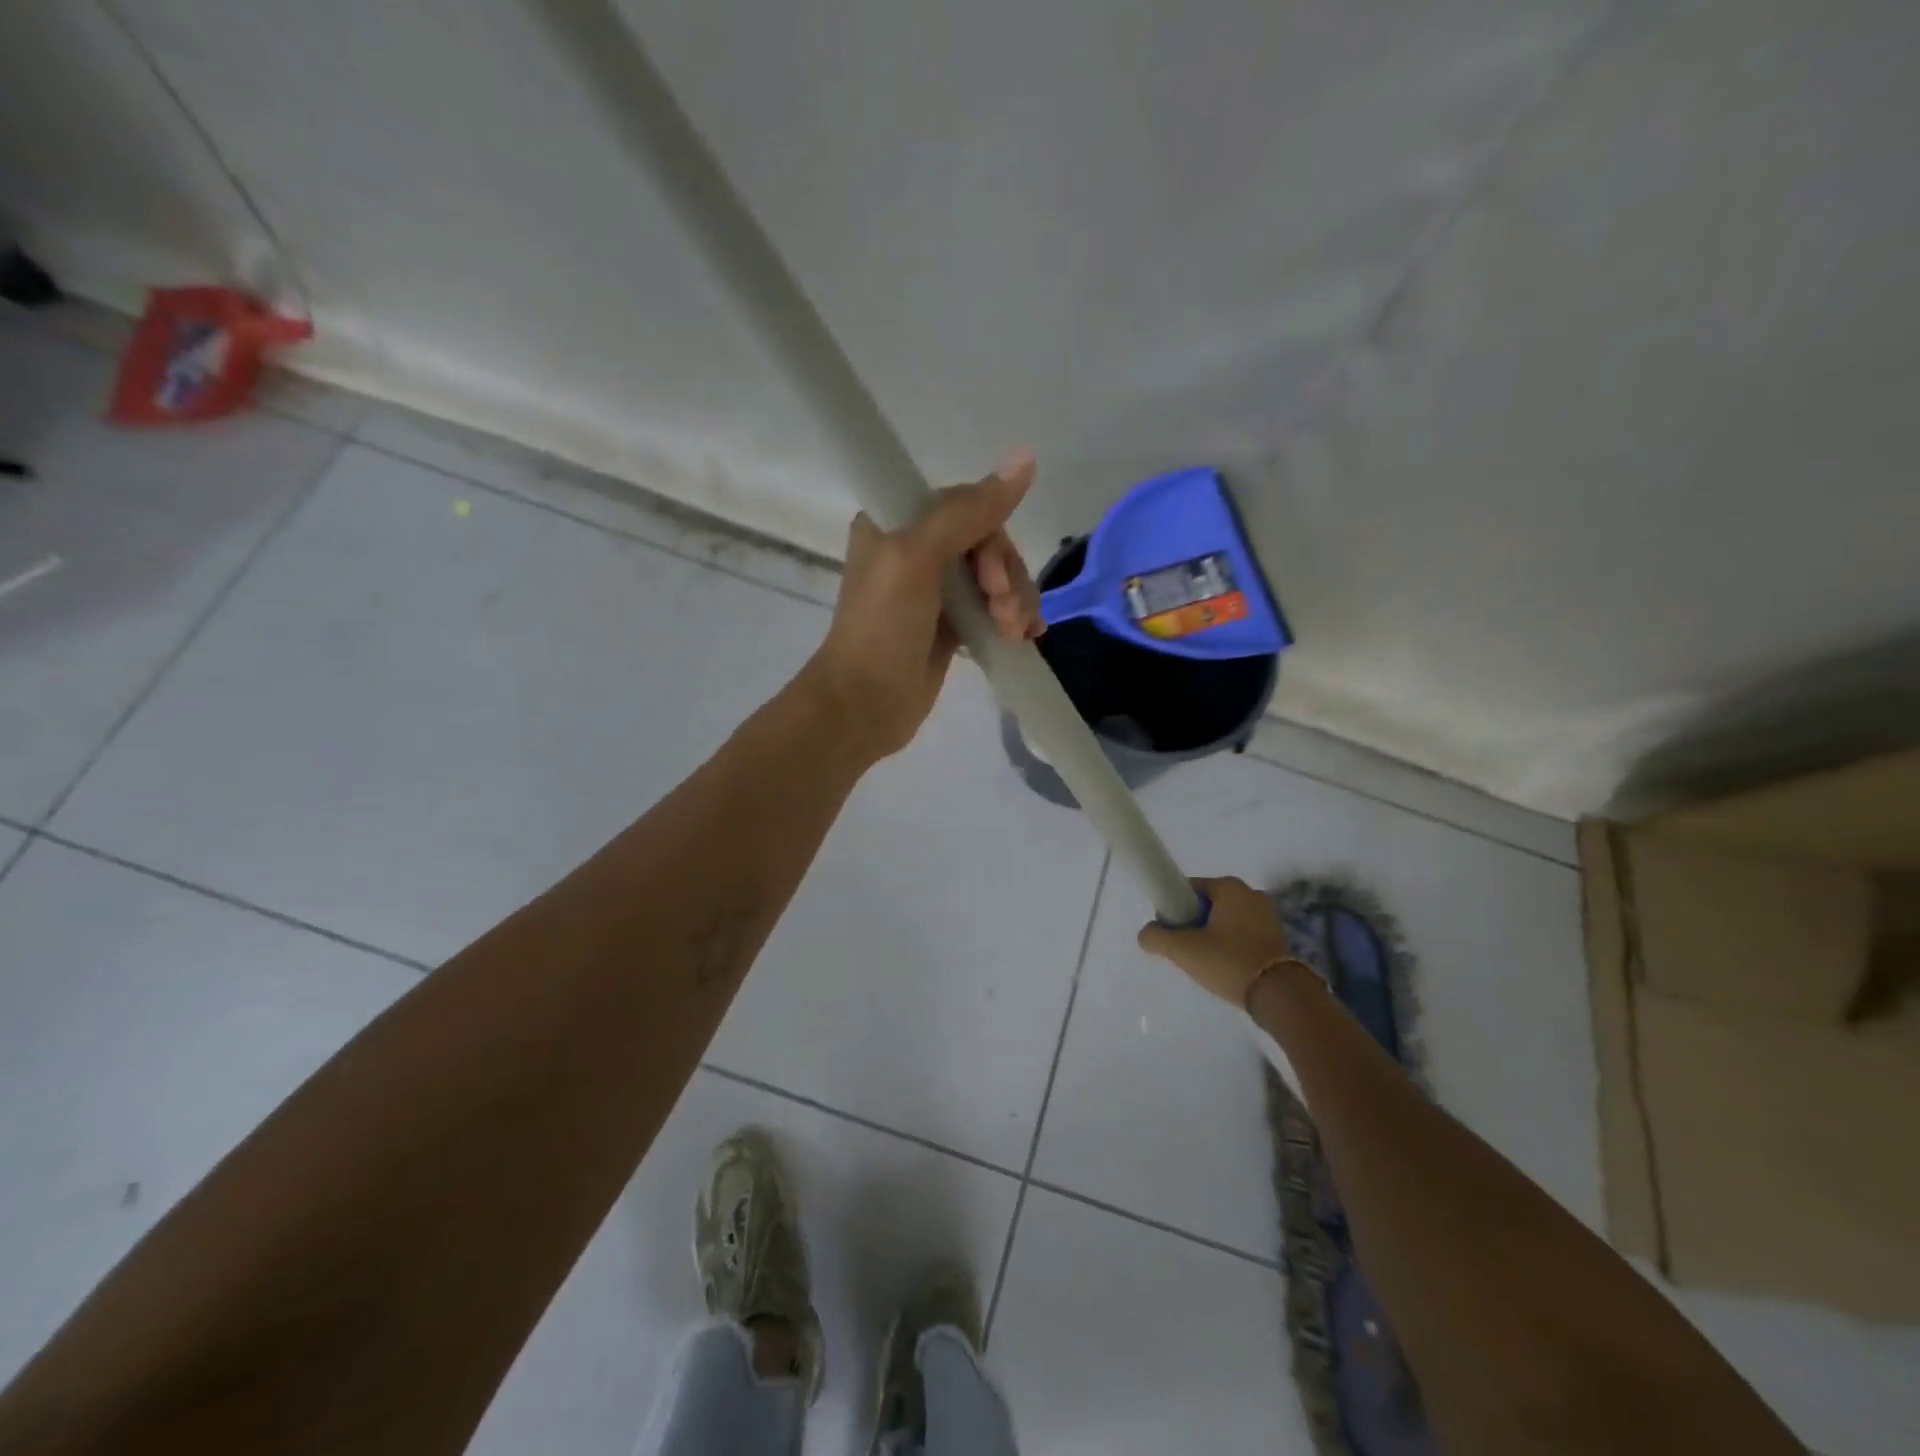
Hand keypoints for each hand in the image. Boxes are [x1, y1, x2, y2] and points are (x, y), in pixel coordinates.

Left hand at [804, 450, 1043, 761]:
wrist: (863, 705)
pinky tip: (1026, 638)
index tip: (990, 578)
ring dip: (1015, 601)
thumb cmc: (882, 627)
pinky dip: (1014, 619)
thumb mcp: (918, 558)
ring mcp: (935, 590)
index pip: (966, 507)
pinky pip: (994, 609)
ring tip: (1015, 633)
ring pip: (996, 577)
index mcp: (897, 521)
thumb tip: (1026, 458)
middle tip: (1006, 614)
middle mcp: (916, 549)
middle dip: (1006, 577)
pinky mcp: (950, 627)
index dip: (990, 538)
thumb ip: (969, 511)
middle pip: (987, 543)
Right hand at [1137, 876, 1292, 1008]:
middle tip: (1188, 951)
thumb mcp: (1183, 950)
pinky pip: (1243, 933)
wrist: (1281, 996)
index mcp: (1229, 887)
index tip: (1172, 934)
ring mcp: (1268, 914)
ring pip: (1225, 920)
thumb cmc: (1229, 962)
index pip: (1189, 889)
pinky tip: (1227, 966)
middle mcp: (1251, 893)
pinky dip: (1231, 945)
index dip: (1175, 909)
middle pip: (1207, 904)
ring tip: (1208, 962)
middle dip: (1194, 924)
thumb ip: (1156, 937)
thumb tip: (1147, 934)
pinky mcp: (1277, 935)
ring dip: (1213, 936)